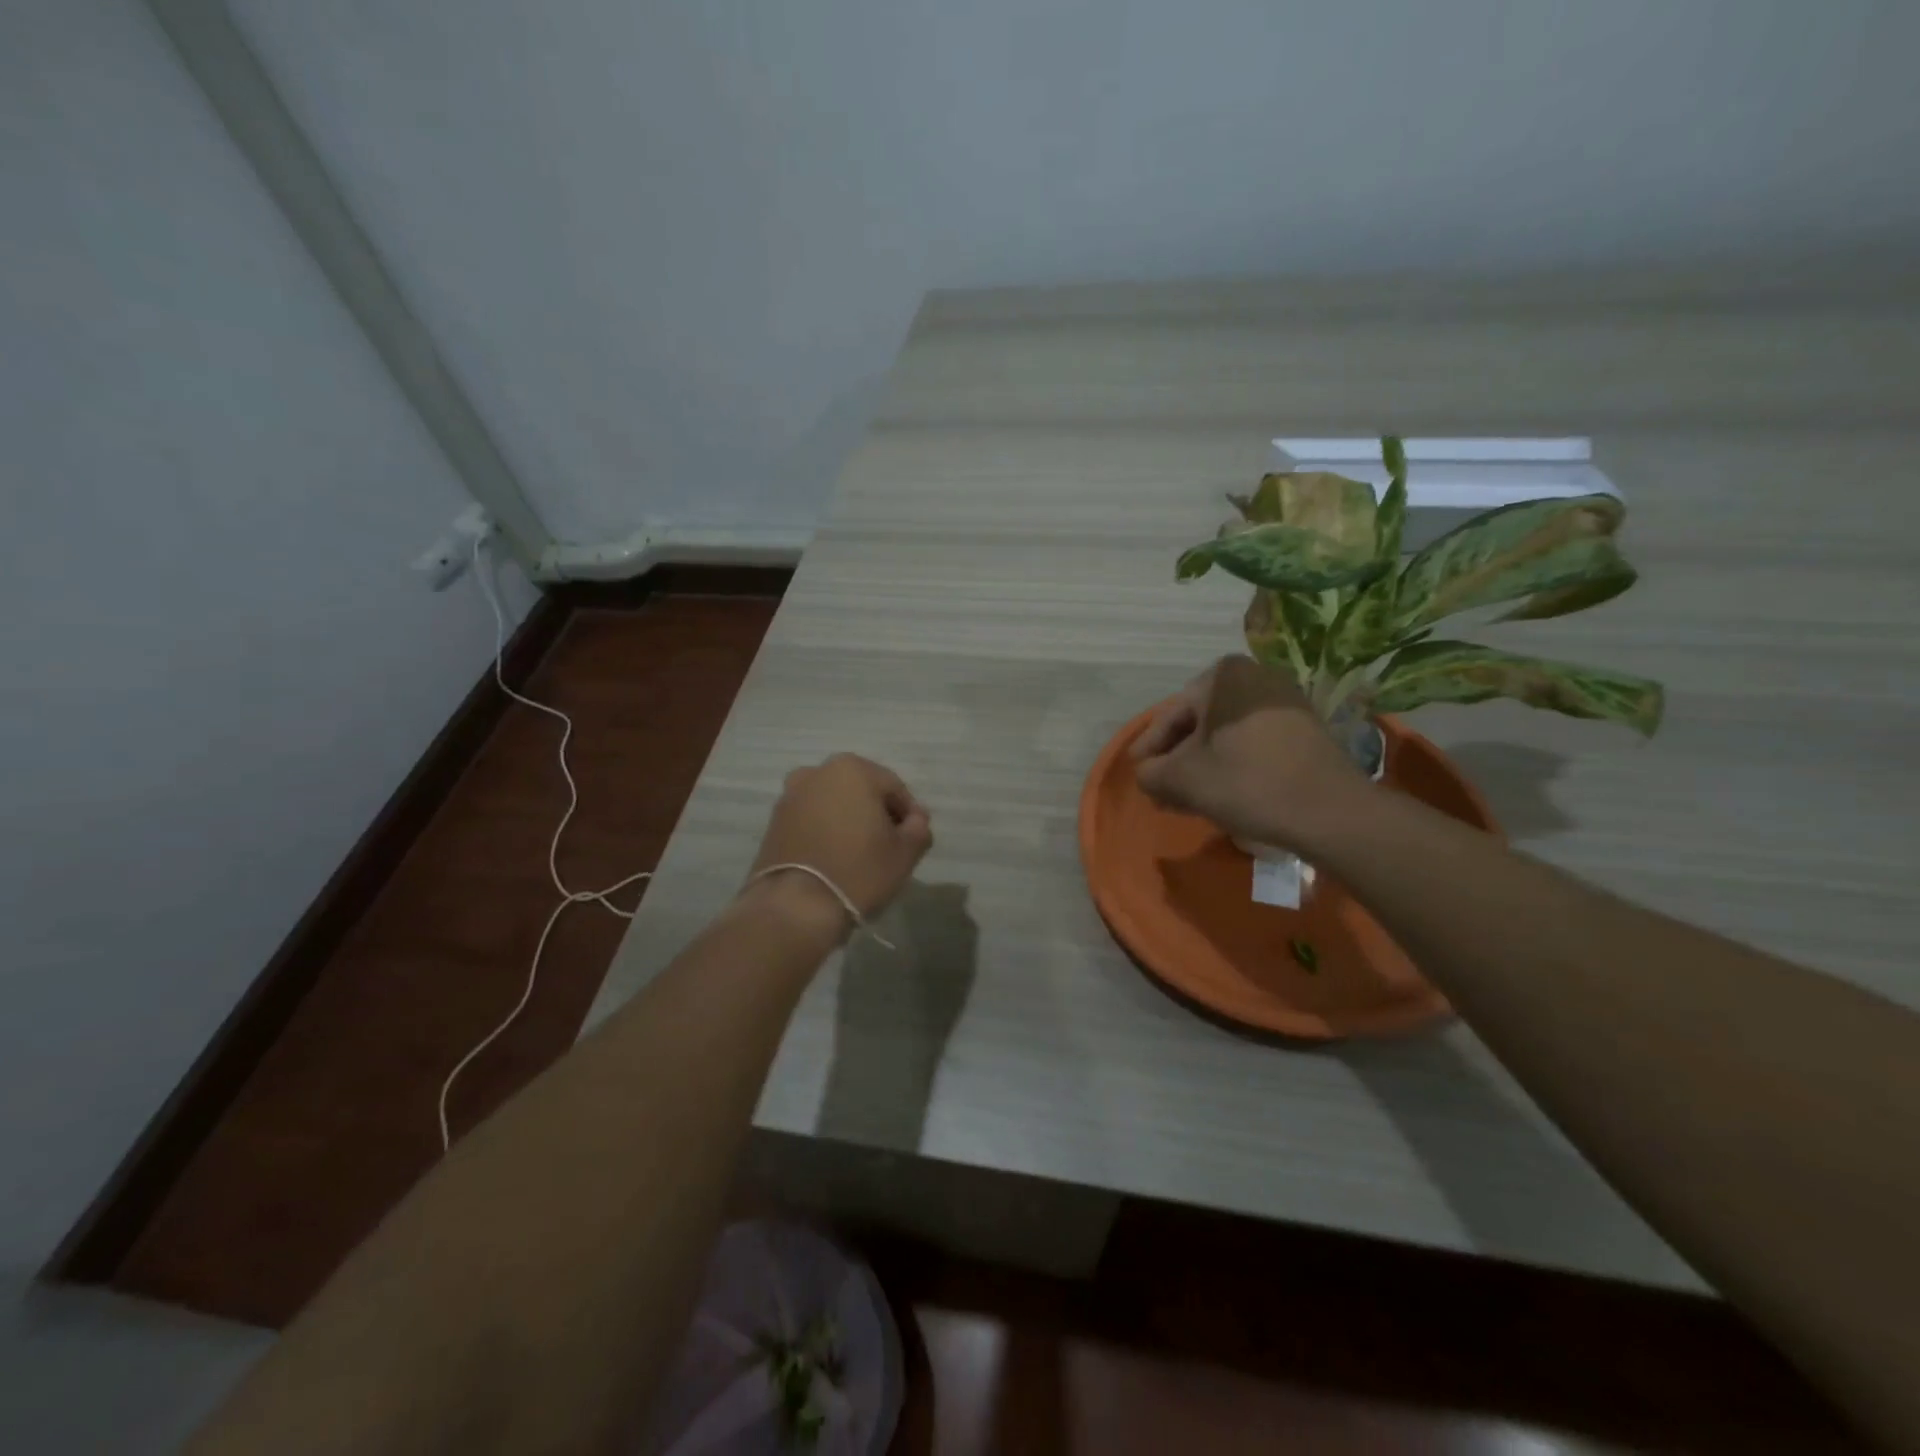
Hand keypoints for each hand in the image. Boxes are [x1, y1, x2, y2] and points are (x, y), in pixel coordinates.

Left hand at [745, 754, 933, 940]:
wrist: (795, 906)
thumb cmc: (859, 871)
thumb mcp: (905, 853)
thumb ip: (919, 828)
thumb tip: (915, 819)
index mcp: (853, 769)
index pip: (894, 788)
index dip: (908, 815)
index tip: (912, 841)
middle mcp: (817, 772)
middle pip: (861, 791)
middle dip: (876, 814)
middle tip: (888, 847)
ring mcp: (790, 796)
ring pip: (833, 804)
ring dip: (849, 821)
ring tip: (858, 855)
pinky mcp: (773, 822)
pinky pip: (811, 820)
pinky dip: (825, 832)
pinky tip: (833, 859)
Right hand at [1130, 655, 1368, 850]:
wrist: (1330, 811)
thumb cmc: (1247, 782)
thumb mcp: (1182, 780)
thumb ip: (1150, 773)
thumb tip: (1147, 774)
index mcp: (1223, 676)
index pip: (1172, 715)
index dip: (1150, 748)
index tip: (1139, 772)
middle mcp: (1256, 676)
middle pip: (1200, 722)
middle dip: (1177, 758)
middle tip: (1160, 788)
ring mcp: (1285, 700)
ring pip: (1227, 734)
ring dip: (1203, 763)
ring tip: (1186, 796)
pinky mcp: (1305, 727)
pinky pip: (1253, 740)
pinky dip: (1232, 762)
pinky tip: (1221, 790)